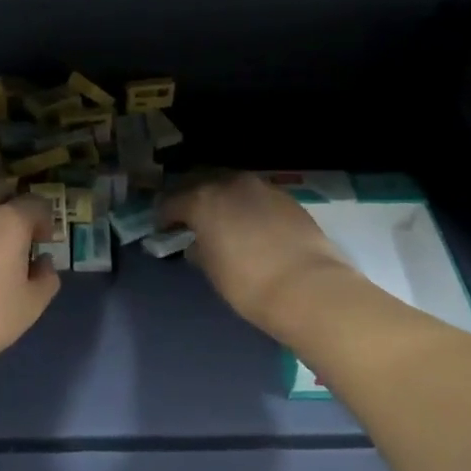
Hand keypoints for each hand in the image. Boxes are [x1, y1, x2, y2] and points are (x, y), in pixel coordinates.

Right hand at [160, 173, 356, 340]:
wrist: (307, 286)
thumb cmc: (247, 283)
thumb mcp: (212, 270)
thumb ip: (199, 250)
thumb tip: (197, 244)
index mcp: (203, 200)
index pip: (172, 202)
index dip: (164, 216)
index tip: (163, 228)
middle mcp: (230, 184)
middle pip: (202, 184)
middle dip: (192, 199)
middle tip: (189, 218)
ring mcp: (262, 188)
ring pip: (232, 186)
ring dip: (223, 199)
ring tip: (222, 219)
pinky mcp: (287, 198)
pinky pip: (257, 197)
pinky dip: (248, 206)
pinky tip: (252, 224)